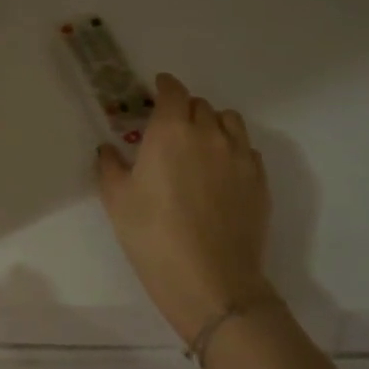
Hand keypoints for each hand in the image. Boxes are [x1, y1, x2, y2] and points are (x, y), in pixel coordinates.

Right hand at [96, 73, 277, 344]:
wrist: (211, 282)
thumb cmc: (153, 237)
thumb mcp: (117, 201)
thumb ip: (110, 166)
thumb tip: (109, 149)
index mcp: (170, 131)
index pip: (173, 91)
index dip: (165, 86)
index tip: (158, 90)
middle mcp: (208, 134)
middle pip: (200, 105)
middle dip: (184, 109)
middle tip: (172, 129)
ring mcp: (239, 156)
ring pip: (229, 121)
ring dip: (213, 124)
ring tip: (202, 145)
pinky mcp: (259, 181)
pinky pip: (247, 150)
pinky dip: (233, 150)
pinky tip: (222, 173)